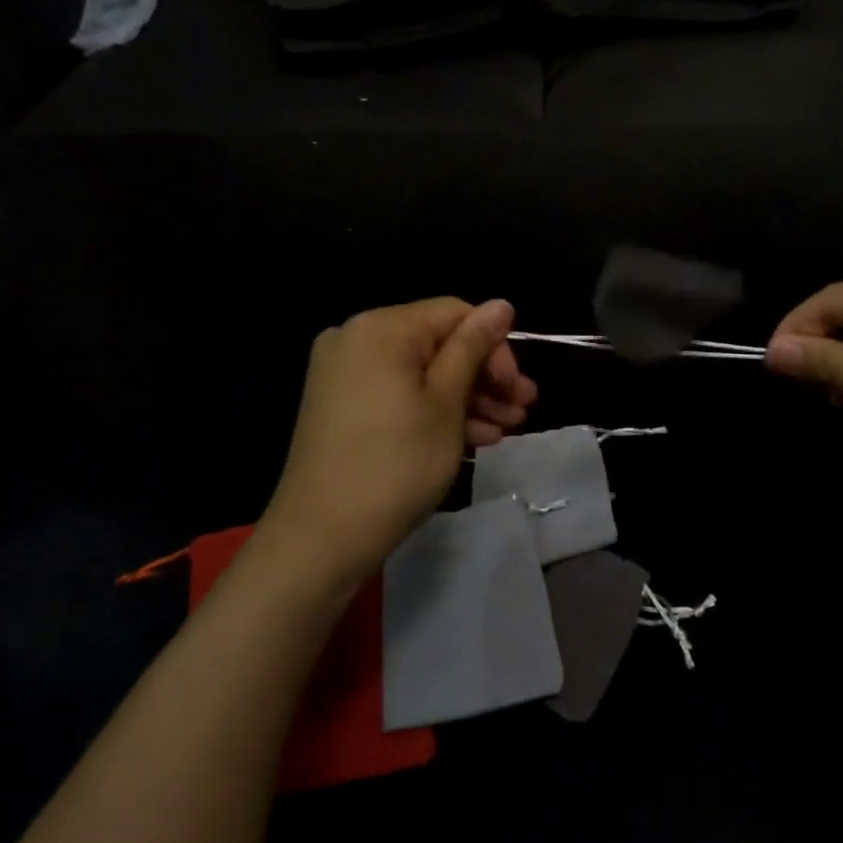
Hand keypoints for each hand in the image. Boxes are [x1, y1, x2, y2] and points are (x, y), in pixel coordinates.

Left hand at [266, 297, 536, 582]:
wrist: (320, 539)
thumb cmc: (396, 463)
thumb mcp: (446, 402)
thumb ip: (474, 347)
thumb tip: (501, 303)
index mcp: (381, 328)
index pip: (454, 314)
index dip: (495, 347)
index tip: (518, 389)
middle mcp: (356, 339)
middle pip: (438, 344)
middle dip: (484, 377)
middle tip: (522, 410)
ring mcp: (344, 375)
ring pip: (421, 374)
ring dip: (467, 399)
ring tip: (507, 430)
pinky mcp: (341, 407)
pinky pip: (399, 394)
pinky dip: (434, 411)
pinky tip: (475, 439)